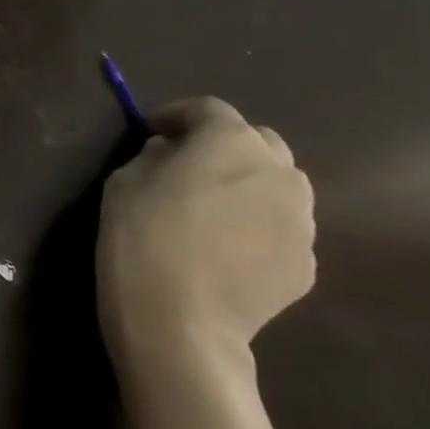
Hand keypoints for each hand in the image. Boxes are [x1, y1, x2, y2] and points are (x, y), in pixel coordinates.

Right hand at [97, 97, 314, 378]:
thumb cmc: (140, 237)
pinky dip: (256, 227)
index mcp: (231, 143)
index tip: (152, 130)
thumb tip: (168, 153)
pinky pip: (280, 229)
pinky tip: (224, 251)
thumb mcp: (123, 182)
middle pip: (257, 141)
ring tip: (211, 211)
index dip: (177, 115)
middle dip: (223, 146)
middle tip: (187, 167)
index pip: (208, 109)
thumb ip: (151, 157)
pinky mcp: (306, 262)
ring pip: (277, 186)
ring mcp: (302, 219)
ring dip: (246, 185)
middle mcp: (279, 172)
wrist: (179, 319)